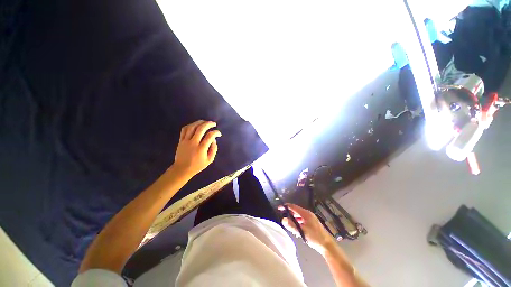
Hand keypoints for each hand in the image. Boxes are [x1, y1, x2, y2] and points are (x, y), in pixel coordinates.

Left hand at [173, 120, 221, 177]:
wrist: (182, 169)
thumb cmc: (197, 166)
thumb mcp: (209, 160)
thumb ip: (213, 149)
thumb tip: (214, 140)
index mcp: (201, 148)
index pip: (210, 136)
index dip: (216, 132)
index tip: (219, 133)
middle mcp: (193, 143)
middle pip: (201, 129)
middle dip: (208, 124)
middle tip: (214, 124)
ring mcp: (185, 141)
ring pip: (192, 127)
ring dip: (199, 122)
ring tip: (205, 122)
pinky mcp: (181, 140)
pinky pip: (184, 129)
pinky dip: (190, 125)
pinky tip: (195, 125)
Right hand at [279, 203, 333, 254]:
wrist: (327, 246)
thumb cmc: (315, 237)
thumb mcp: (302, 232)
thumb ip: (292, 226)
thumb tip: (283, 219)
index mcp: (306, 214)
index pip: (293, 207)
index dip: (286, 206)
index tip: (279, 208)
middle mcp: (308, 214)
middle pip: (296, 210)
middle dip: (289, 212)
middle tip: (282, 215)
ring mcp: (311, 218)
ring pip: (299, 215)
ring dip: (293, 217)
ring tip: (288, 222)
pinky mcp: (312, 223)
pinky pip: (302, 219)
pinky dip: (297, 221)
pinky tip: (296, 227)